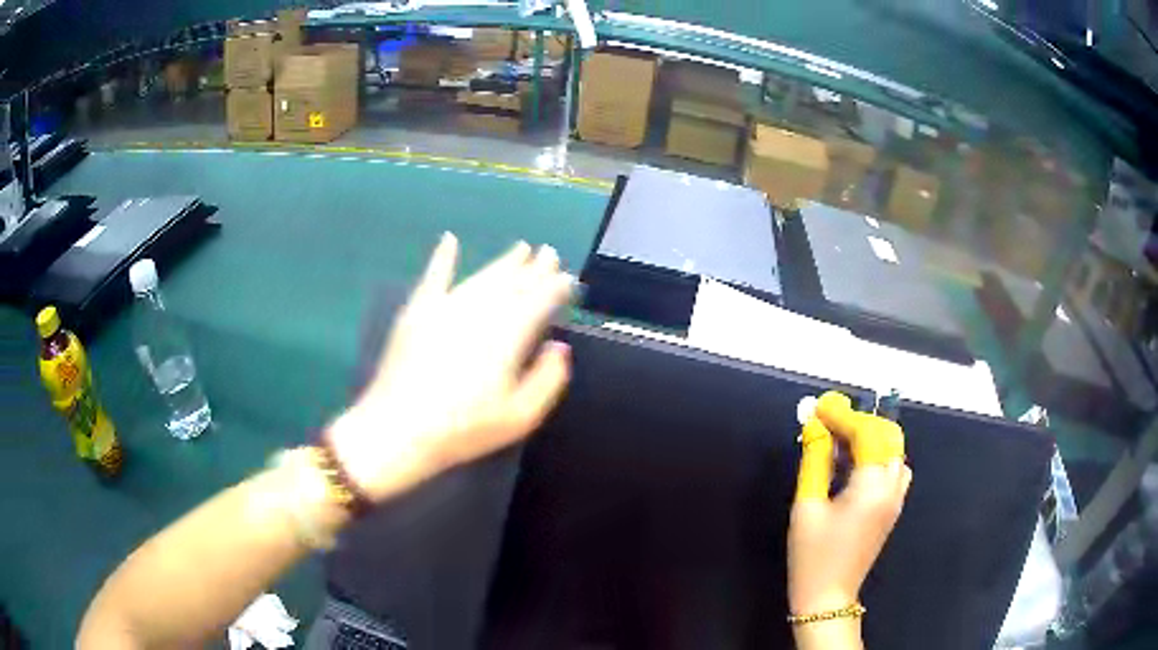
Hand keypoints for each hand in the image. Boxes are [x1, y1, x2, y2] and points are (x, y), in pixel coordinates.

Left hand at [328, 233, 574, 501]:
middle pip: (513, 283)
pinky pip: (434, 276)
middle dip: (534, 267)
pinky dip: (443, 257)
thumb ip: (548, 379)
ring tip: (520, 249)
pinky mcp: (418, 311)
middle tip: (548, 253)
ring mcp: (446, 306)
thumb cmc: (464, 428)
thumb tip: (559, 347)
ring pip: (482, 277)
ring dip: (503, 262)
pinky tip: (449, 240)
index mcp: (509, 334)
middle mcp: (481, 310)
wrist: (399, 428)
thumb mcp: (520, 416)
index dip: (556, 286)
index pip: (539, 300)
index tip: (568, 278)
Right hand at [788, 392, 911, 616]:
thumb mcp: (807, 506)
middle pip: (887, 435)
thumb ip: (814, 461)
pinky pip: (894, 468)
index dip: (842, 416)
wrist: (828, 597)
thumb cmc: (812, 555)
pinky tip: (855, 465)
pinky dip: (878, 455)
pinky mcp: (893, 508)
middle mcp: (892, 486)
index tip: (819, 407)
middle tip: (829, 422)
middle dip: (860, 422)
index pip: (866, 433)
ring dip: (871, 437)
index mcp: (872, 486)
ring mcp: (896, 498)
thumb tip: (814, 426)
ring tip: (840, 442)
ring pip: (894, 450)